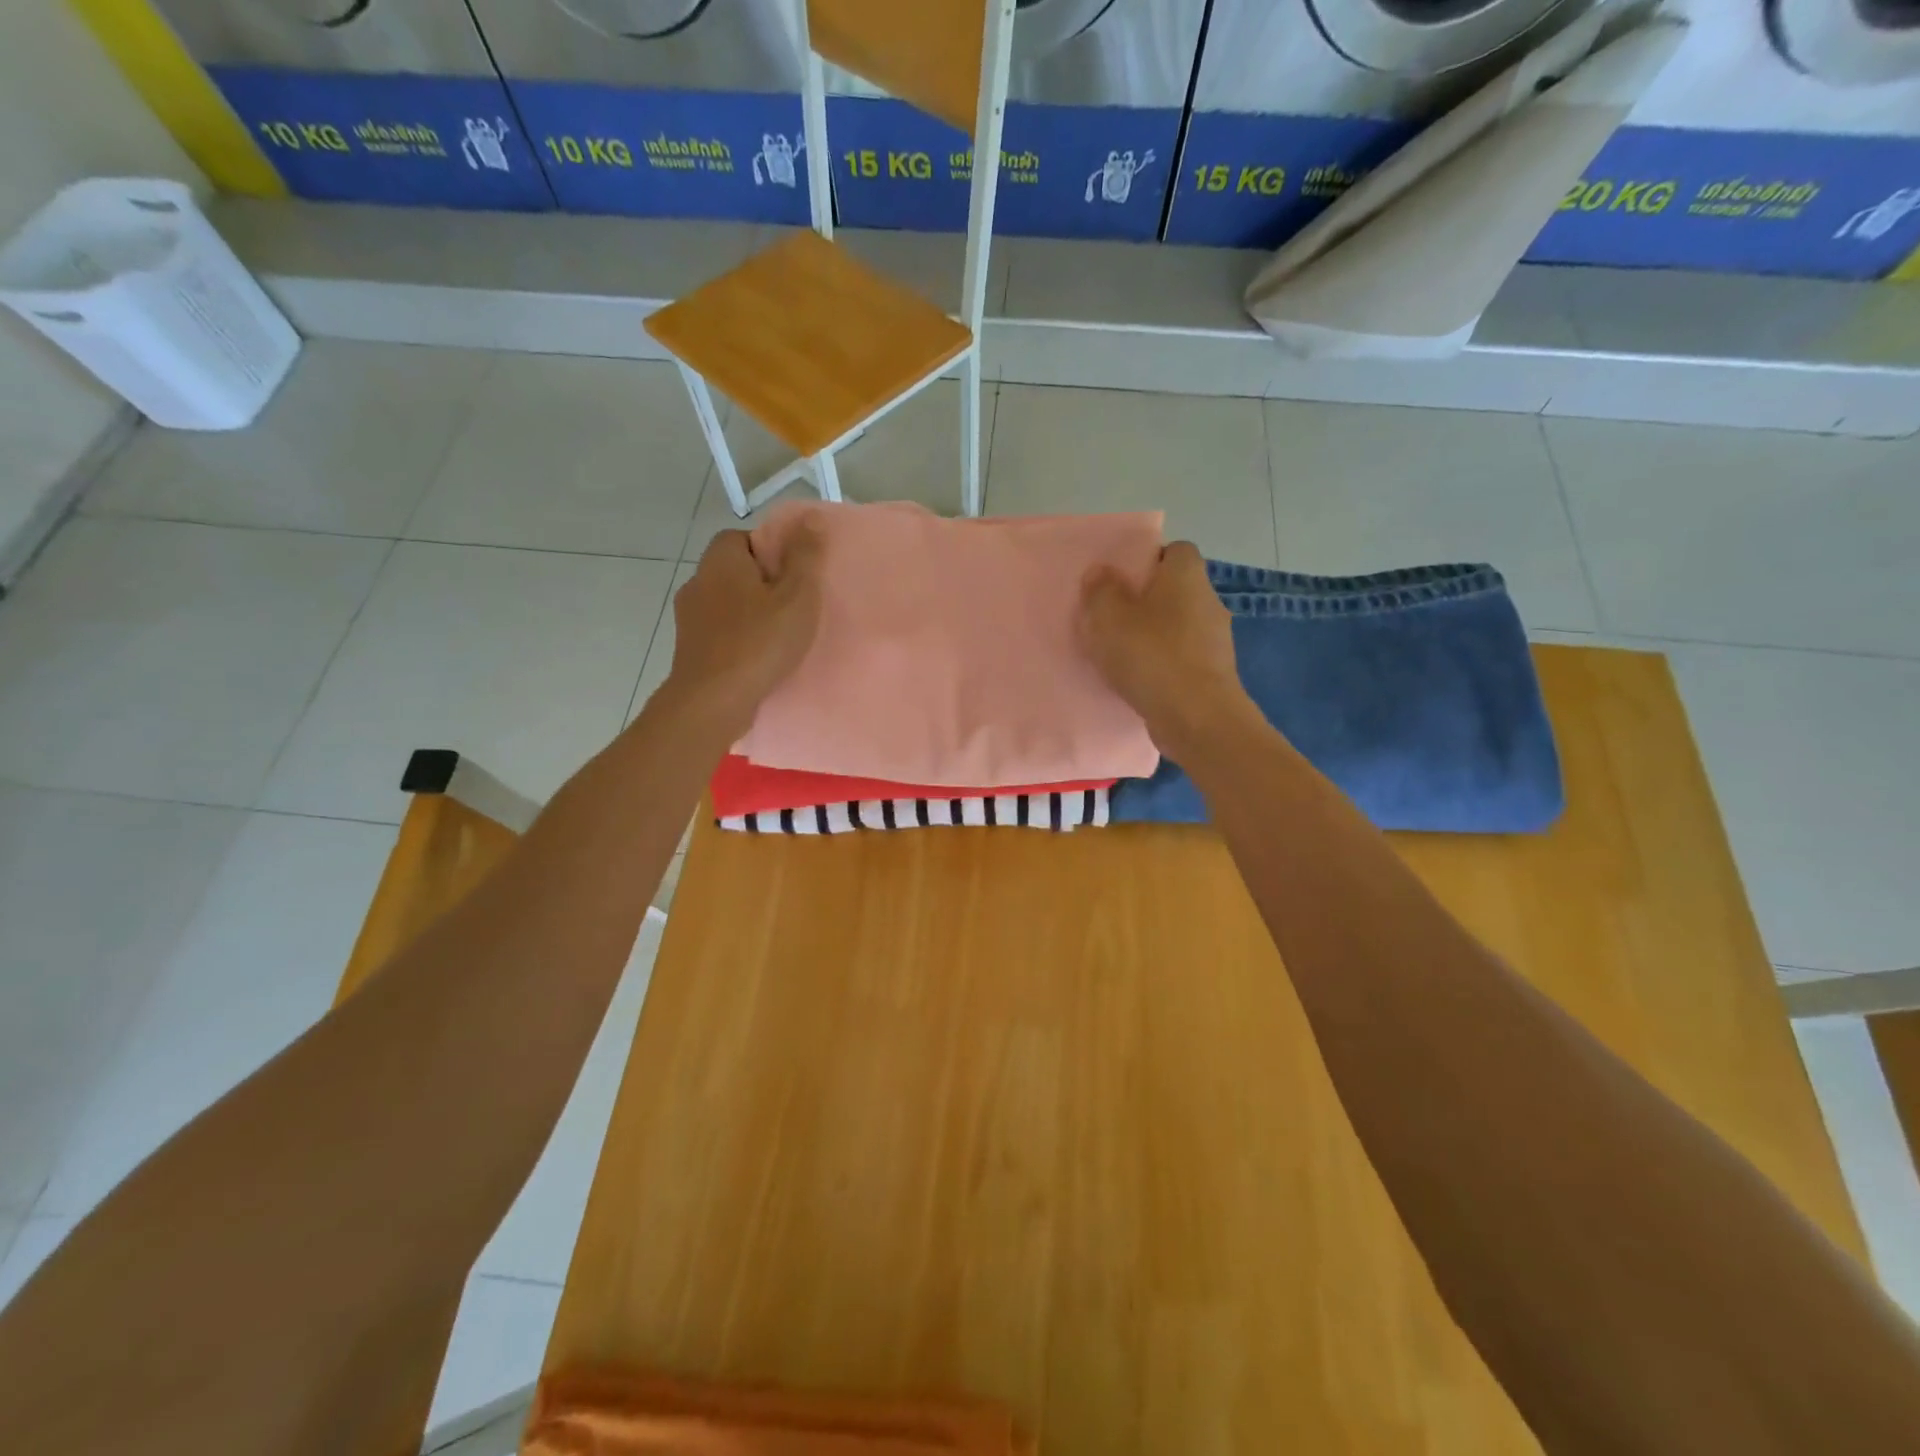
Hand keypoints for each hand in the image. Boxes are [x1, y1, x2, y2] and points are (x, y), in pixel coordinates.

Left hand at [664, 526, 823, 736]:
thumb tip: (809, 518)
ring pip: (725, 604)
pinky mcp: (688, 649)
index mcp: (721, 561)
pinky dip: (737, 639)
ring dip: (748, 614)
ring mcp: (688, 618)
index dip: (770, 551)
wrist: (713, 701)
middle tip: (792, 606)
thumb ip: (805, 556)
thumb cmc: (759, 643)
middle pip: (733, 571)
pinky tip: (757, 658)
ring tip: (778, 635)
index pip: (742, 537)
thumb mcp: (796, 596)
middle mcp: (697, 582)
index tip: (793, 575)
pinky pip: (718, 633)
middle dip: (760, 584)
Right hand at [1078, 541, 1250, 757]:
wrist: (1196, 717)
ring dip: (1154, 635)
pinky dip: (1164, 663)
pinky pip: (1182, 657)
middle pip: (1175, 590)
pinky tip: (1141, 680)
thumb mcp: (1108, 617)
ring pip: (1178, 625)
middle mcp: (1208, 599)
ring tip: (1122, 654)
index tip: (1120, 581)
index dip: (1147, 560)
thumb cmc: (1151, 656)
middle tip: (1113, 619)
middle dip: (1146, 601)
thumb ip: (1101, 590)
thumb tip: (1101, 571)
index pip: (1174, 550)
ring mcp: (1216, 639)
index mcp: (1186, 575)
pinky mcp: (1214, 672)